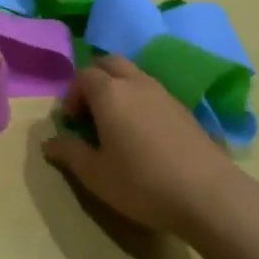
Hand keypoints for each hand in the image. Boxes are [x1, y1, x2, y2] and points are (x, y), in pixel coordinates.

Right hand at [43, 54, 243, 237]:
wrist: (208, 195)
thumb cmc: (142, 182)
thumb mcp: (96, 175)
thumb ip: (69, 153)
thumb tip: (49, 143)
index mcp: (109, 92)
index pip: (83, 76)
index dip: (71, 95)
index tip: (71, 123)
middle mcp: (135, 83)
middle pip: (109, 63)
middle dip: (95, 81)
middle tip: (91, 113)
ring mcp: (163, 93)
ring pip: (134, 75)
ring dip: (119, 89)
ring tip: (117, 124)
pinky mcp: (184, 109)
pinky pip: (153, 92)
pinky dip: (140, 101)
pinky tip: (144, 135)